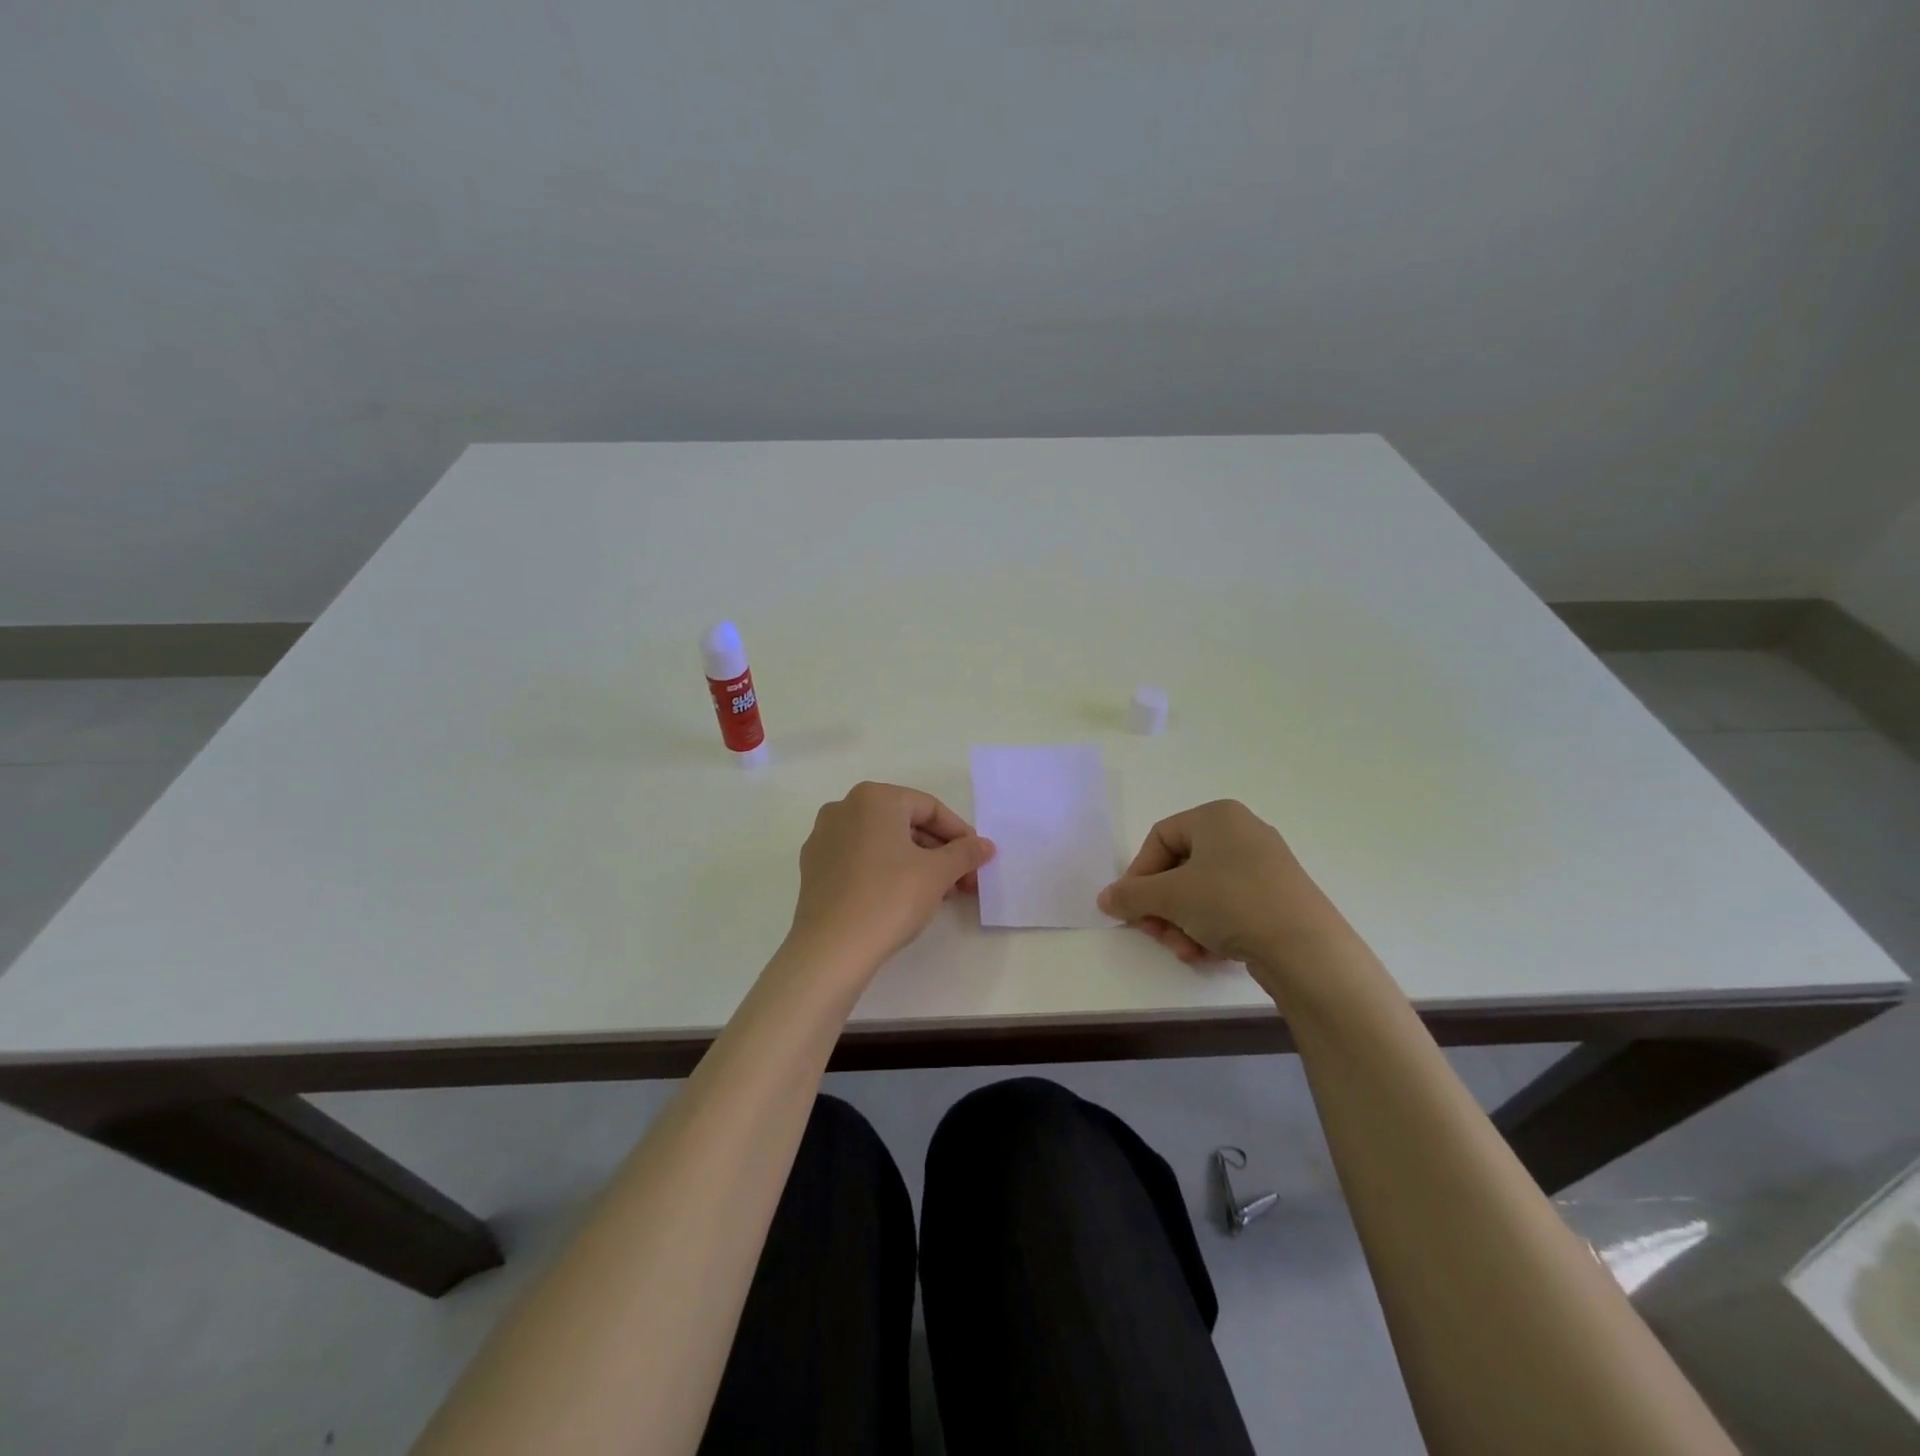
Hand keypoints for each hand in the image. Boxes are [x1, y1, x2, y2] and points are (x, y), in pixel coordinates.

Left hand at [787, 782, 995, 976]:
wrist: (832, 948)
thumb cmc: (890, 898)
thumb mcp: (938, 873)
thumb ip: (965, 853)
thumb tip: (985, 845)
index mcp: (874, 798)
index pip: (930, 808)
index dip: (960, 835)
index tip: (978, 861)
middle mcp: (844, 808)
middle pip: (905, 823)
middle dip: (939, 852)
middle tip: (963, 881)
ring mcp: (824, 838)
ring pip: (883, 842)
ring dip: (916, 863)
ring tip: (940, 894)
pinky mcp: (814, 867)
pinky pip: (860, 859)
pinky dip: (886, 871)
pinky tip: (903, 898)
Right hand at [1097, 800, 1361, 996]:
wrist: (1306, 948)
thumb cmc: (1231, 903)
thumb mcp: (1170, 897)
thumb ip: (1131, 895)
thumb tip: (1105, 899)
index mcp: (1216, 816)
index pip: (1160, 837)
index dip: (1138, 873)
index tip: (1131, 907)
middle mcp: (1241, 833)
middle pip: (1180, 868)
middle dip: (1162, 906)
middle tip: (1155, 934)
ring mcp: (1263, 866)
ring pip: (1202, 893)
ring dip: (1183, 924)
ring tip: (1184, 950)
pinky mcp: (1277, 898)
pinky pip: (1228, 907)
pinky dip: (1210, 930)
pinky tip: (1208, 955)